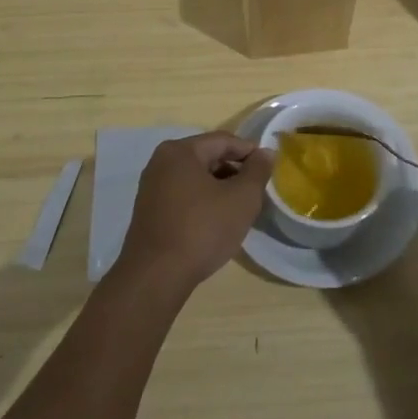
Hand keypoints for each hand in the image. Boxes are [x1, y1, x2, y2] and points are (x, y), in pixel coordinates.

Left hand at [118, 132, 272, 294]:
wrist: (155, 277)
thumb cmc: (202, 230)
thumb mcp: (241, 199)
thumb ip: (257, 171)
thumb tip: (265, 153)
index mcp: (180, 151)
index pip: (223, 141)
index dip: (249, 152)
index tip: (268, 168)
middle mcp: (161, 162)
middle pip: (207, 157)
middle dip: (234, 171)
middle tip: (256, 192)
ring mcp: (151, 187)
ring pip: (195, 178)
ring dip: (219, 188)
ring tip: (239, 209)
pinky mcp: (149, 211)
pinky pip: (183, 196)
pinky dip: (202, 202)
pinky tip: (216, 222)